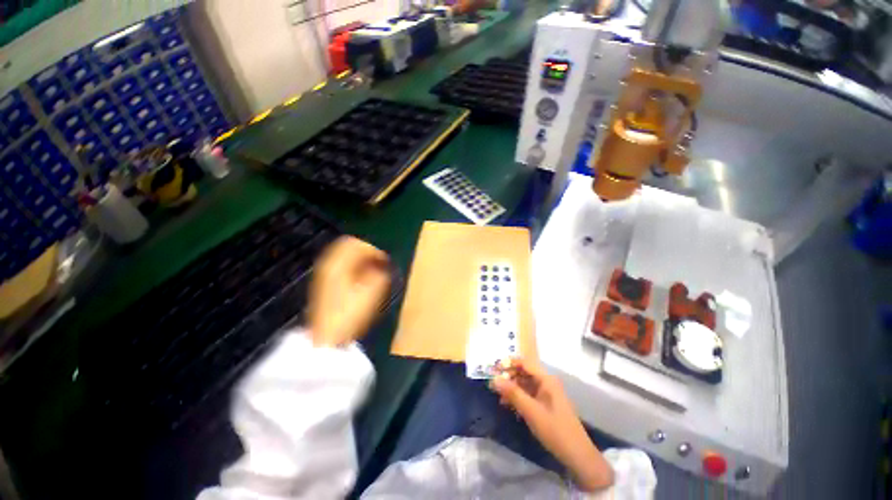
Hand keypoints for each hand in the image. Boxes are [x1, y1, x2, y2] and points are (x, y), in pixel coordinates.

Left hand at [307, 236, 390, 346]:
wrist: (327, 337)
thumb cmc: (350, 313)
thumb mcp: (371, 292)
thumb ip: (380, 274)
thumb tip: (383, 266)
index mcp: (338, 264)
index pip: (355, 244)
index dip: (373, 249)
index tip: (386, 260)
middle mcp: (328, 265)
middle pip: (347, 247)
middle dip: (366, 252)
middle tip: (380, 263)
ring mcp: (324, 275)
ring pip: (344, 257)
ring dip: (360, 259)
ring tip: (373, 270)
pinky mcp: (325, 284)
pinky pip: (341, 266)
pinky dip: (353, 267)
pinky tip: (361, 278)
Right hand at [492, 357, 614, 491]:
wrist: (578, 456)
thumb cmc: (555, 430)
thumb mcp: (531, 412)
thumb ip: (513, 393)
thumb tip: (494, 379)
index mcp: (546, 380)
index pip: (525, 363)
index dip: (509, 363)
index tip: (494, 368)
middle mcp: (546, 382)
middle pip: (524, 372)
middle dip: (508, 375)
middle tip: (493, 382)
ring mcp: (546, 393)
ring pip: (525, 384)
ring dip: (511, 387)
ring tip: (498, 395)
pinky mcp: (545, 404)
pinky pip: (528, 394)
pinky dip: (517, 397)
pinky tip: (508, 404)